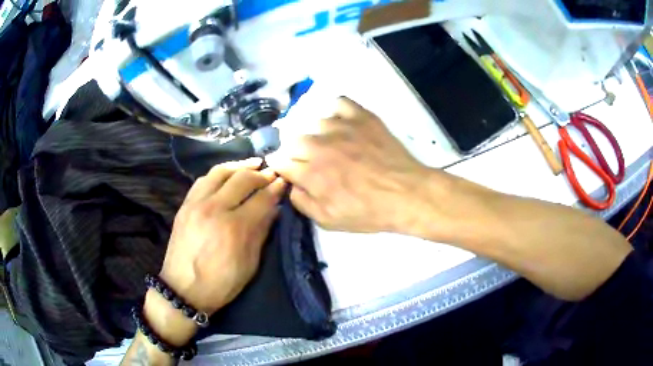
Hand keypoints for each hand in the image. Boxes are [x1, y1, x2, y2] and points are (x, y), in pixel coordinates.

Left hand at [159, 158, 285, 313]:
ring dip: (239, 166)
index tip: (283, 182)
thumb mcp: (250, 264)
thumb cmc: (221, 284)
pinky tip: (227, 175)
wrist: (183, 290)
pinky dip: (219, 173)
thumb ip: (261, 232)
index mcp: (235, 228)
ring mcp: (197, 204)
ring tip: (253, 164)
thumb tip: (273, 209)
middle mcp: (215, 209)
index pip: (261, 199)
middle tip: (271, 173)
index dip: (275, 188)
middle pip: (242, 179)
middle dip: (261, 174)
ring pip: (220, 172)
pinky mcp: (185, 205)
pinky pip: (203, 180)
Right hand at [268, 97, 436, 232]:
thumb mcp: (329, 221)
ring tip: (328, 143)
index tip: (288, 169)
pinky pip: (339, 103)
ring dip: (315, 133)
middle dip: (293, 150)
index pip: (279, 160)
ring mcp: (341, 127)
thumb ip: (302, 203)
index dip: (281, 165)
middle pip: (291, 138)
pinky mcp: (361, 117)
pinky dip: (336, 111)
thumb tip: (291, 185)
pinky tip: (341, 123)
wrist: (406, 193)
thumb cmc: (369, 211)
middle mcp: (320, 145)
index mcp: (310, 173)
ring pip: (313, 121)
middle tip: (308, 159)